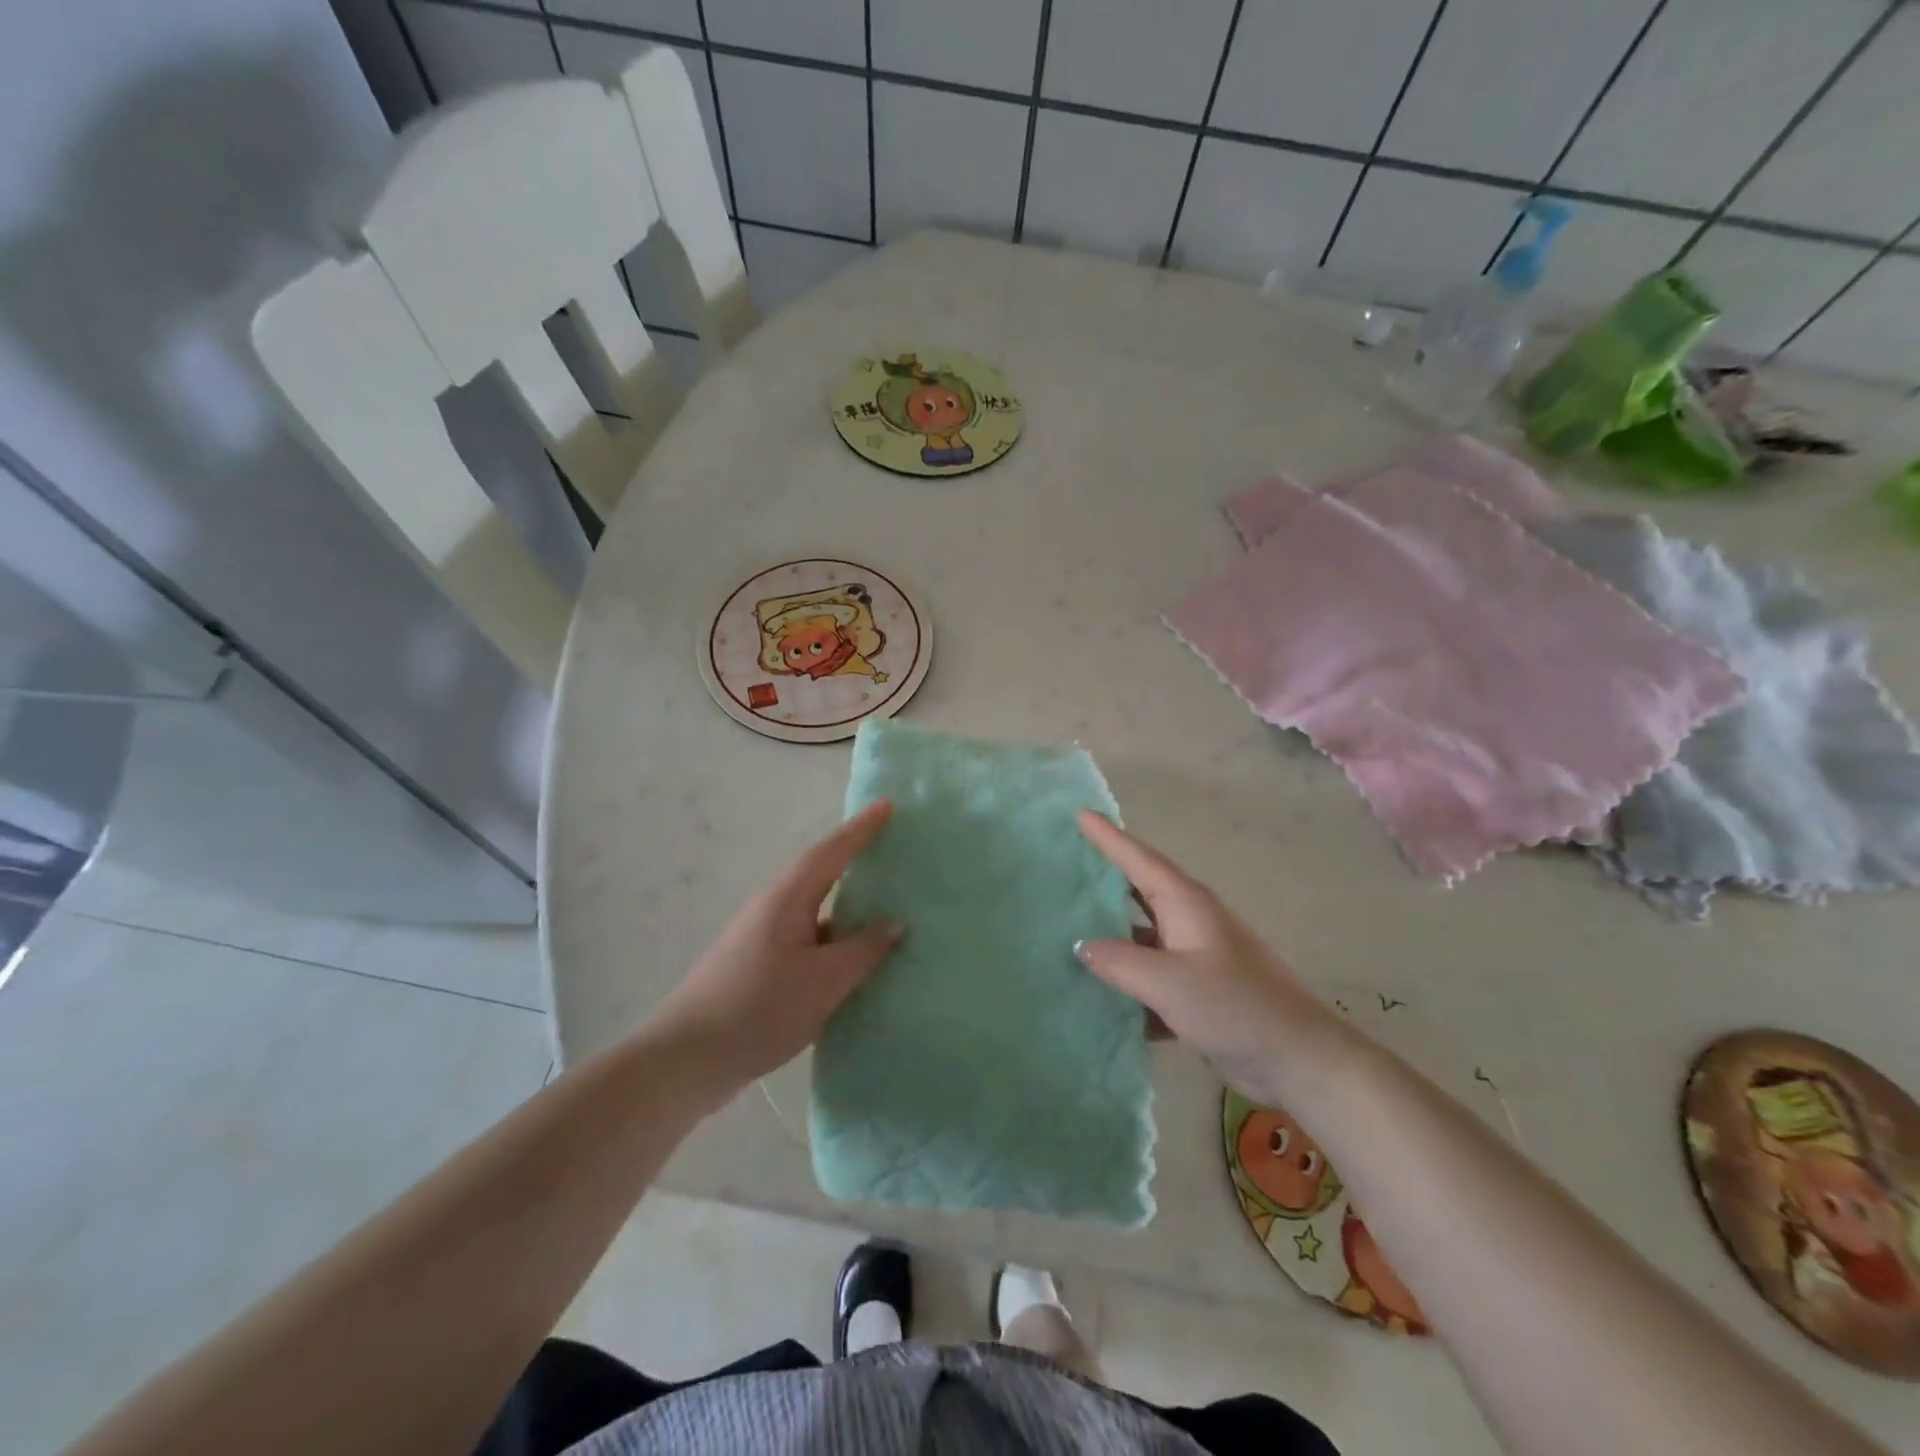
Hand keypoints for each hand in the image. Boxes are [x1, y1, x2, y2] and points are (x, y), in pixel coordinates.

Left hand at [643, 802, 901, 1105]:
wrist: (686, 1059)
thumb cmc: (760, 1009)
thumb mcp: (824, 981)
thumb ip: (864, 949)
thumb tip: (895, 922)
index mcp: (787, 899)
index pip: (832, 852)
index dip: (862, 829)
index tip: (888, 805)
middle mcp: (772, 908)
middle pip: (821, 874)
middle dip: (854, 859)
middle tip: (891, 850)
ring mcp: (762, 938)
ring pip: (814, 910)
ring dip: (846, 905)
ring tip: (884, 906)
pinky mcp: (758, 966)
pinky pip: (807, 939)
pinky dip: (834, 939)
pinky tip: (852, 961)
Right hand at [1076, 812, 1341, 1104]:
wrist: (1300, 1058)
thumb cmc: (1235, 1006)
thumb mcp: (1169, 982)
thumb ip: (1119, 961)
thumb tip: (1080, 945)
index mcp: (1186, 904)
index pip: (1139, 860)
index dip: (1109, 837)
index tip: (1081, 813)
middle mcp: (1190, 921)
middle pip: (1139, 890)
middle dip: (1104, 877)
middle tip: (1065, 865)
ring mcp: (1196, 955)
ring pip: (1142, 935)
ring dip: (1111, 933)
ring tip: (1067, 928)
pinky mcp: (1199, 989)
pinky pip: (1152, 974)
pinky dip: (1128, 980)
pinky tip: (1098, 995)